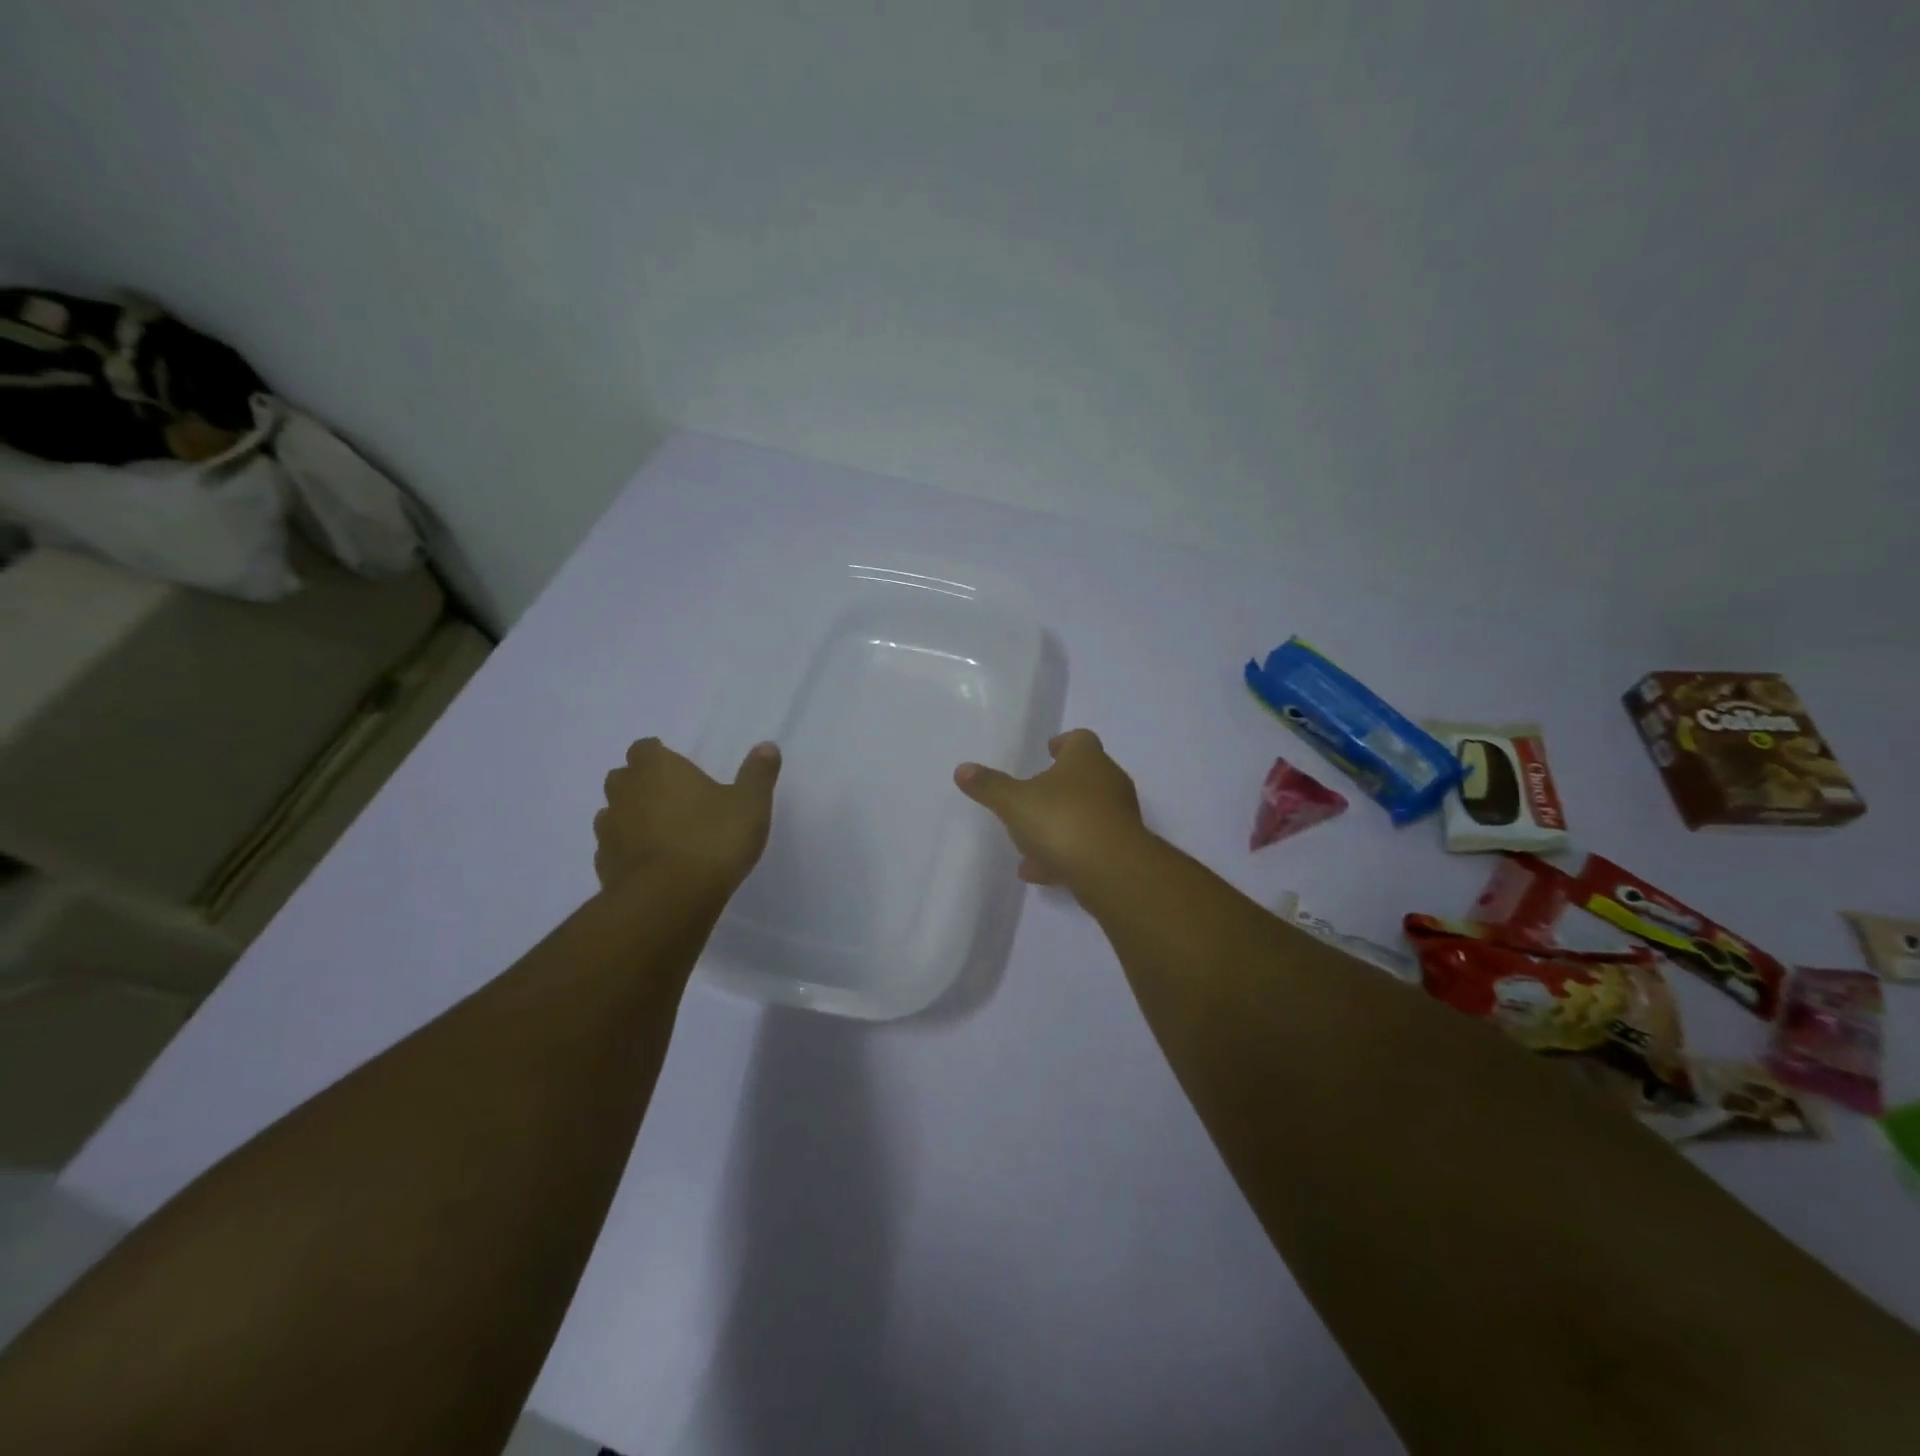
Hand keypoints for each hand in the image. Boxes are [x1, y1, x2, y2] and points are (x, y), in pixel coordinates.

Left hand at [595, 737, 780, 893]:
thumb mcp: (750, 804)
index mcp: (656, 769)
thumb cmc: (712, 840)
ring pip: (613, 814)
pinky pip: (613, 850)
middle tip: (673, 798)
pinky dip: (628, 852)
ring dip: (631, 818)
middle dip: (641, 784)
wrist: (668, 900)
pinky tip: (652, 864)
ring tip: (662, 833)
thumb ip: (757, 774)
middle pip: (623, 778)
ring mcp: (609, 831)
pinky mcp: (603, 866)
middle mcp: (625, 793)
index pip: (645, 748)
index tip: (678, 768)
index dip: (659, 756)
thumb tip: (767, 746)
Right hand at [954, 729, 1149, 892]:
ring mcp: (1118, 818)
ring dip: (1059, 825)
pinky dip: (1065, 854)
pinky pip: (1089, 846)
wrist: (1111, 870)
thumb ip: (989, 786)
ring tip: (1028, 843)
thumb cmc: (1062, 820)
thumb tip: (962, 769)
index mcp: (1087, 760)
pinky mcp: (1121, 851)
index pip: (1079, 740)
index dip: (1064, 743)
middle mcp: (1109, 782)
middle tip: (1035, 795)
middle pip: (1085, 777)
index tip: (1049, 750)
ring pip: (1086, 814)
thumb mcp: (1014, 802)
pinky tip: (1038, 872)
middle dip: (1059, 787)